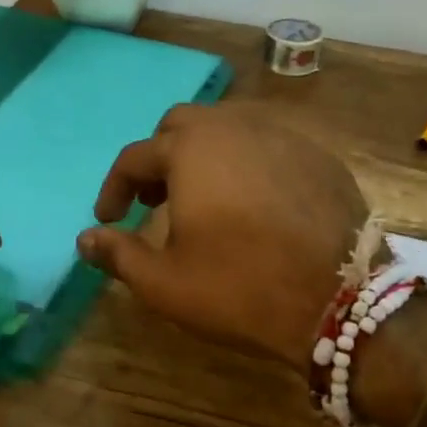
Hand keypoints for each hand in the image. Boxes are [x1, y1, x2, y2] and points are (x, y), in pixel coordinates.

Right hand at [77, 104, 368, 366]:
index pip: (134, 158)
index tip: (109, 219)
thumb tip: (85, 239)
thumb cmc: (241, 288)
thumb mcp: (165, 283)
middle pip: (180, 126)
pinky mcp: (318, 155)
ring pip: (227, 128)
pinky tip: (253, 202)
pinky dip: (246, 163)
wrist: (342, 301)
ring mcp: (282, 136)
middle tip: (154, 201)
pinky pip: (268, 145)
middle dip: (159, 158)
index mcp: (190, 150)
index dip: (114, 189)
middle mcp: (234, 127)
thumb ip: (118, 254)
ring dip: (203, 155)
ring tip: (203, 199)